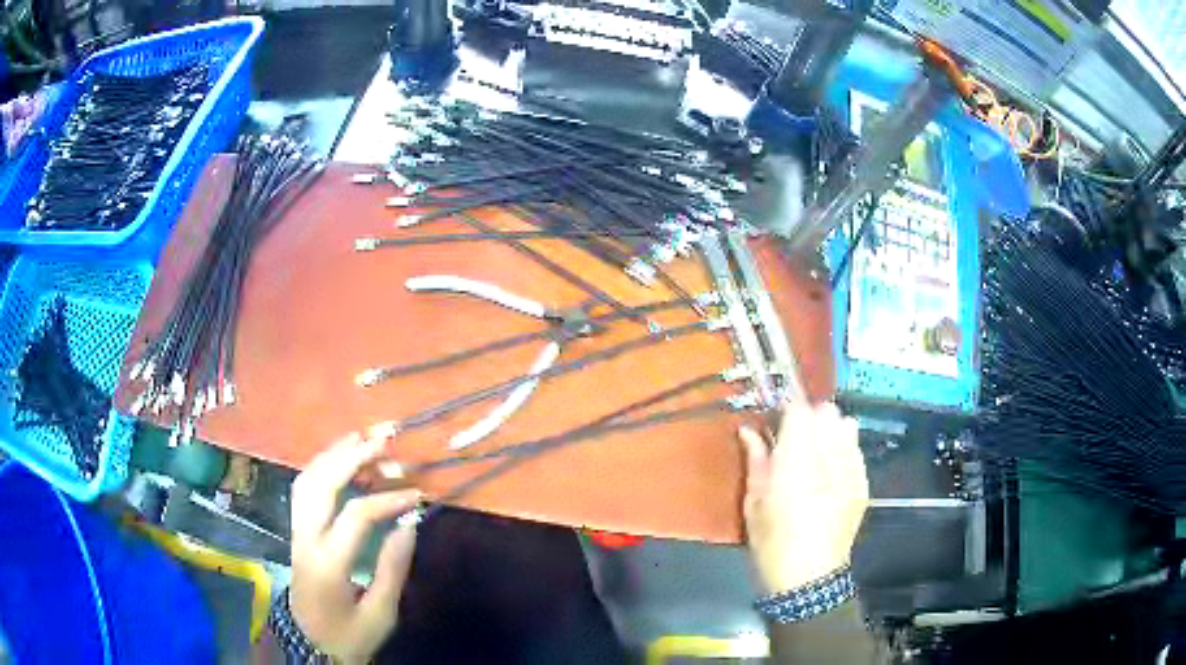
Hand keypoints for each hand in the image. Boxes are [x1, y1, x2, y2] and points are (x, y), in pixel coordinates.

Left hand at [289, 433, 420, 663]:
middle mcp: (305, 541)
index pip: (356, 516)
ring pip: (305, 481)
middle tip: (381, 440)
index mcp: (328, 564)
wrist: (311, 646)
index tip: (417, 493)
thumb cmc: (350, 635)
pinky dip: (321, 469)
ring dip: (331, 455)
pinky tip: (339, 462)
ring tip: (359, 439)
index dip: (388, 499)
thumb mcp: (381, 614)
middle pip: (320, 485)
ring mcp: (295, 534)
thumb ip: (393, 569)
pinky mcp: (296, 534)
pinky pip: (303, 491)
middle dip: (350, 457)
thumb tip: (409, 524)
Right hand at [739, 402, 868, 593]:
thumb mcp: (753, 502)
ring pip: (847, 425)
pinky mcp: (863, 484)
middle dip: (810, 418)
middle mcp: (828, 460)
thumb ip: (756, 460)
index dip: (787, 408)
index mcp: (795, 464)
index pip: (799, 411)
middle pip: (827, 412)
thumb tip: (749, 430)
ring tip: (817, 451)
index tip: (776, 416)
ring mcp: (851, 471)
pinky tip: (833, 470)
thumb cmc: (772, 542)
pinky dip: (844, 449)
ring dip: (830, 430)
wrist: (809, 578)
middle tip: (795, 437)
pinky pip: (857, 450)